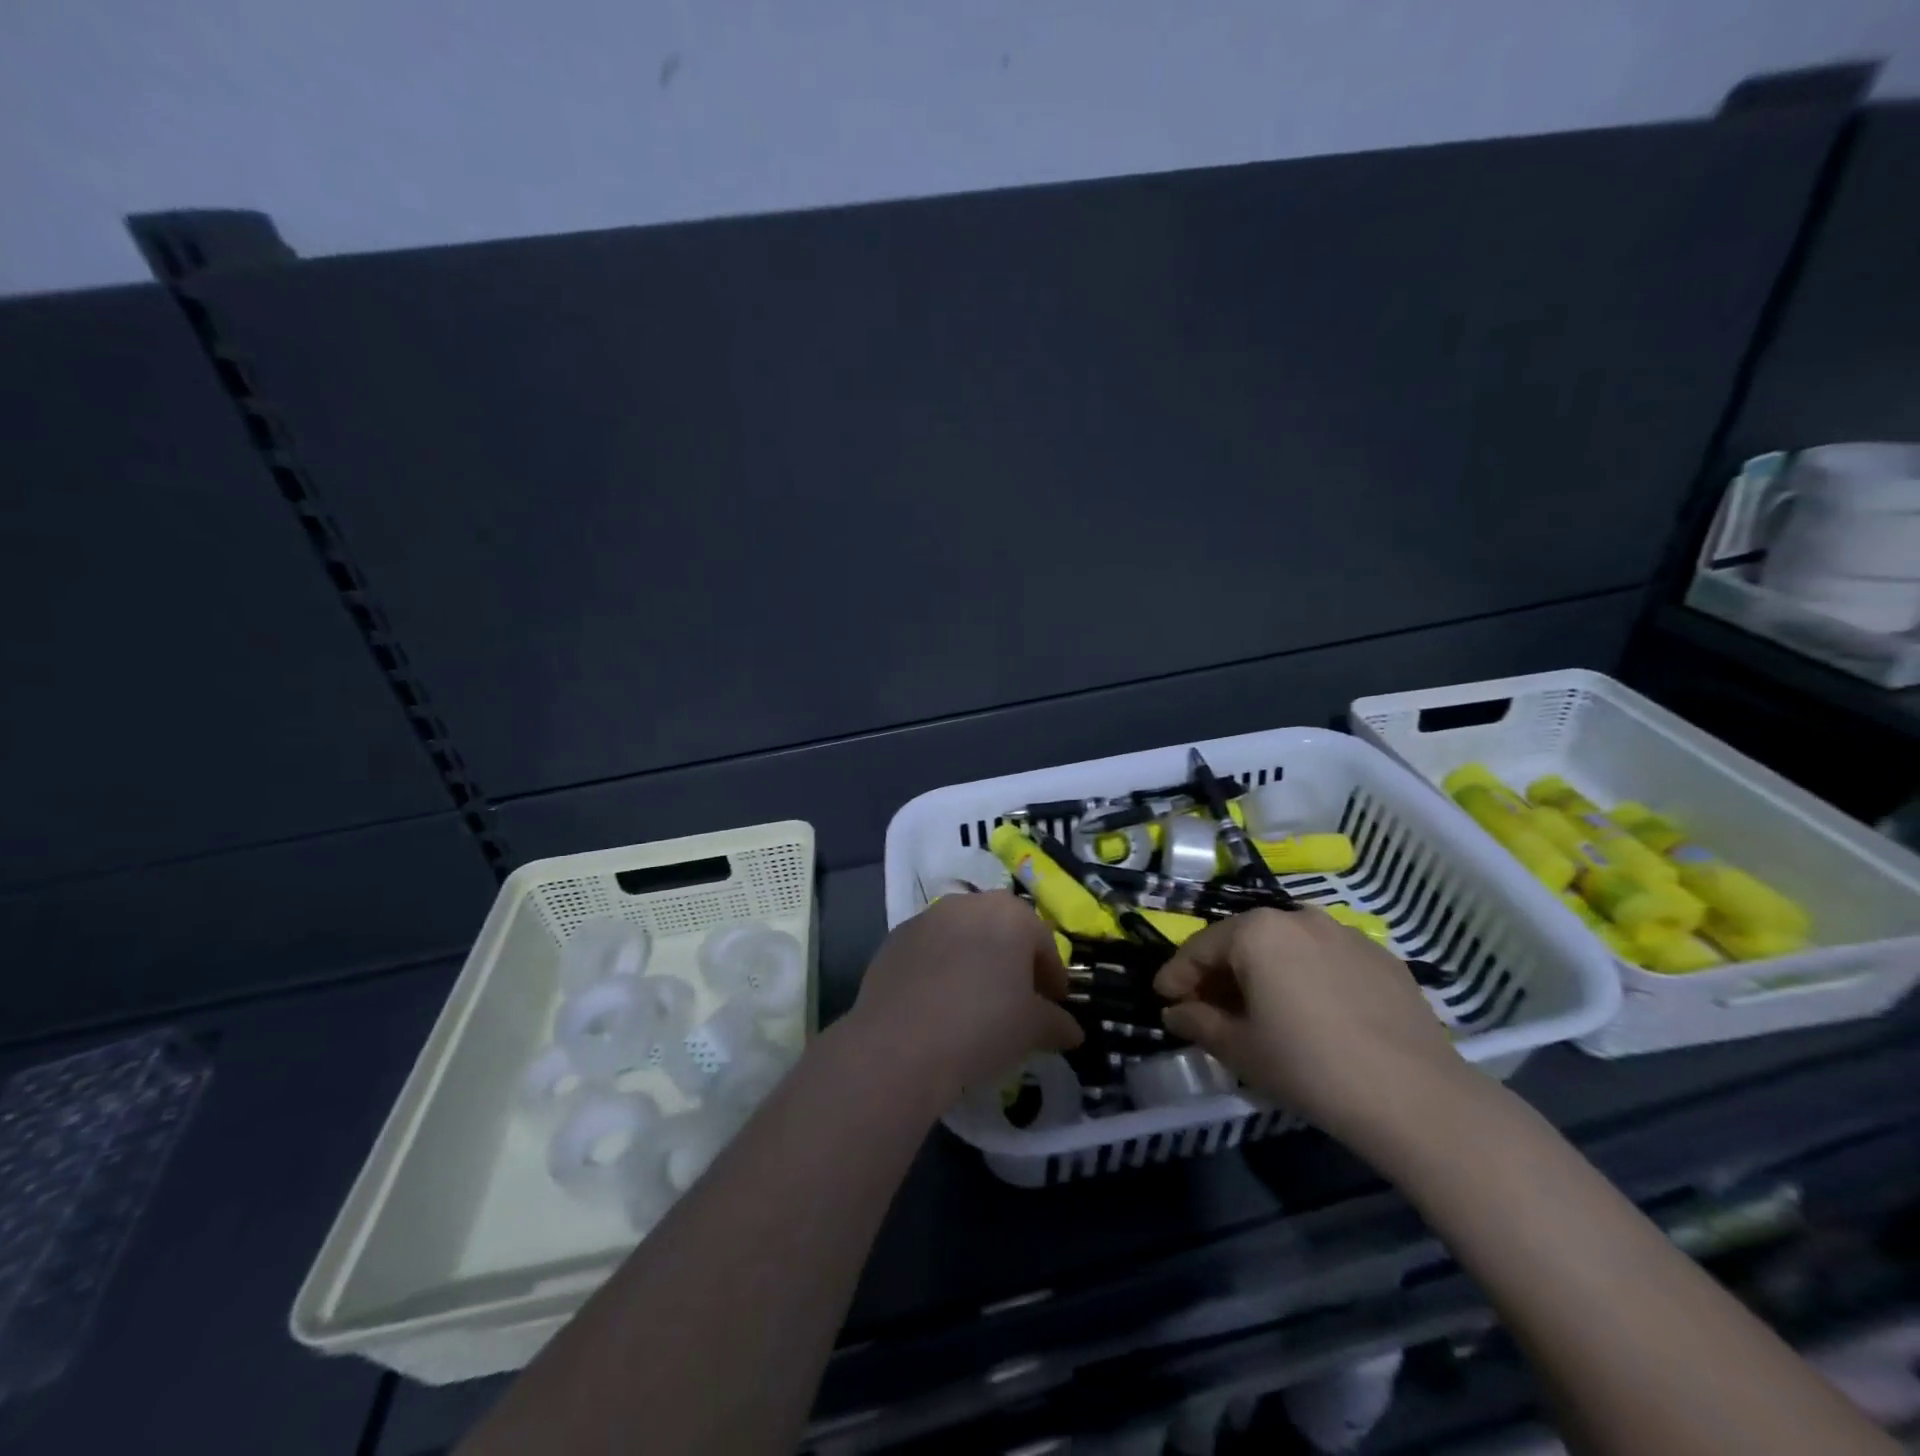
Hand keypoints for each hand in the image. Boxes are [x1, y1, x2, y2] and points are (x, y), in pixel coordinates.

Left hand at [849, 892, 1083, 1101]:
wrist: (899, 1045)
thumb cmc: (982, 1027)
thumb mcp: (1032, 1030)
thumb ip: (1056, 1022)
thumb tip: (1072, 1030)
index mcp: (1010, 914)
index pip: (1043, 942)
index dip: (1053, 975)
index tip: (1054, 1003)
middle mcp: (968, 904)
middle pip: (1001, 930)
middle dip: (1013, 961)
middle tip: (1018, 999)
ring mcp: (927, 918)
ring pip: (962, 936)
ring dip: (974, 960)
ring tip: (975, 1002)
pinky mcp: (894, 939)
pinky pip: (929, 951)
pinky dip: (940, 969)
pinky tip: (939, 1005)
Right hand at [1153, 907, 1467, 1154]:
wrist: (1415, 1096)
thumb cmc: (1308, 1066)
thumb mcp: (1240, 1049)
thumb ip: (1198, 1022)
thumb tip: (1175, 1012)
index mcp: (1256, 931)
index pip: (1200, 948)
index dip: (1176, 976)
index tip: (1163, 999)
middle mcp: (1296, 916)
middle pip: (1243, 940)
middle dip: (1220, 971)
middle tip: (1207, 1005)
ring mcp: (1343, 932)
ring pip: (1285, 945)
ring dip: (1263, 970)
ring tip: (1259, 1007)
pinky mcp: (1380, 955)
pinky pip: (1325, 957)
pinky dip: (1305, 975)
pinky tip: (1311, 1011)